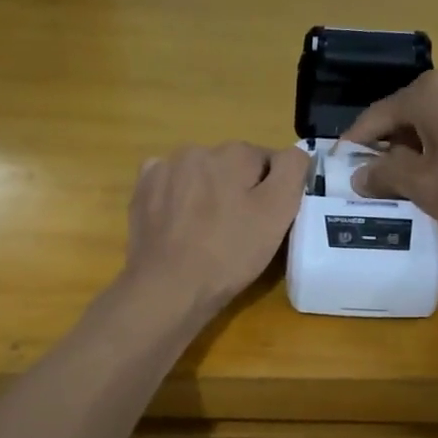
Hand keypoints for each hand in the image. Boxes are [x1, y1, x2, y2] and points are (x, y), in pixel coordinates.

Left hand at [124, 142, 310, 318]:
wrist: (169, 287)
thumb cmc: (230, 253)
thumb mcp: (277, 213)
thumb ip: (292, 170)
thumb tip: (295, 152)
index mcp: (234, 152)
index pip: (268, 162)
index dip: (273, 192)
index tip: (267, 221)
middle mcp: (197, 150)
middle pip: (232, 166)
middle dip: (239, 190)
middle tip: (240, 231)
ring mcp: (164, 168)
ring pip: (201, 175)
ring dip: (208, 193)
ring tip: (208, 232)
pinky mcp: (142, 190)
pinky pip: (170, 186)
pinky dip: (178, 199)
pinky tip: (181, 225)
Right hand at [346, 69, 437, 230]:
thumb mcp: (423, 184)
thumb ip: (386, 176)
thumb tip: (359, 174)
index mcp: (427, 93)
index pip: (377, 115)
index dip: (356, 140)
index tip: (341, 161)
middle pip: (409, 111)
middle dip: (390, 142)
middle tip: (378, 173)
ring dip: (422, 143)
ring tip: (416, 175)